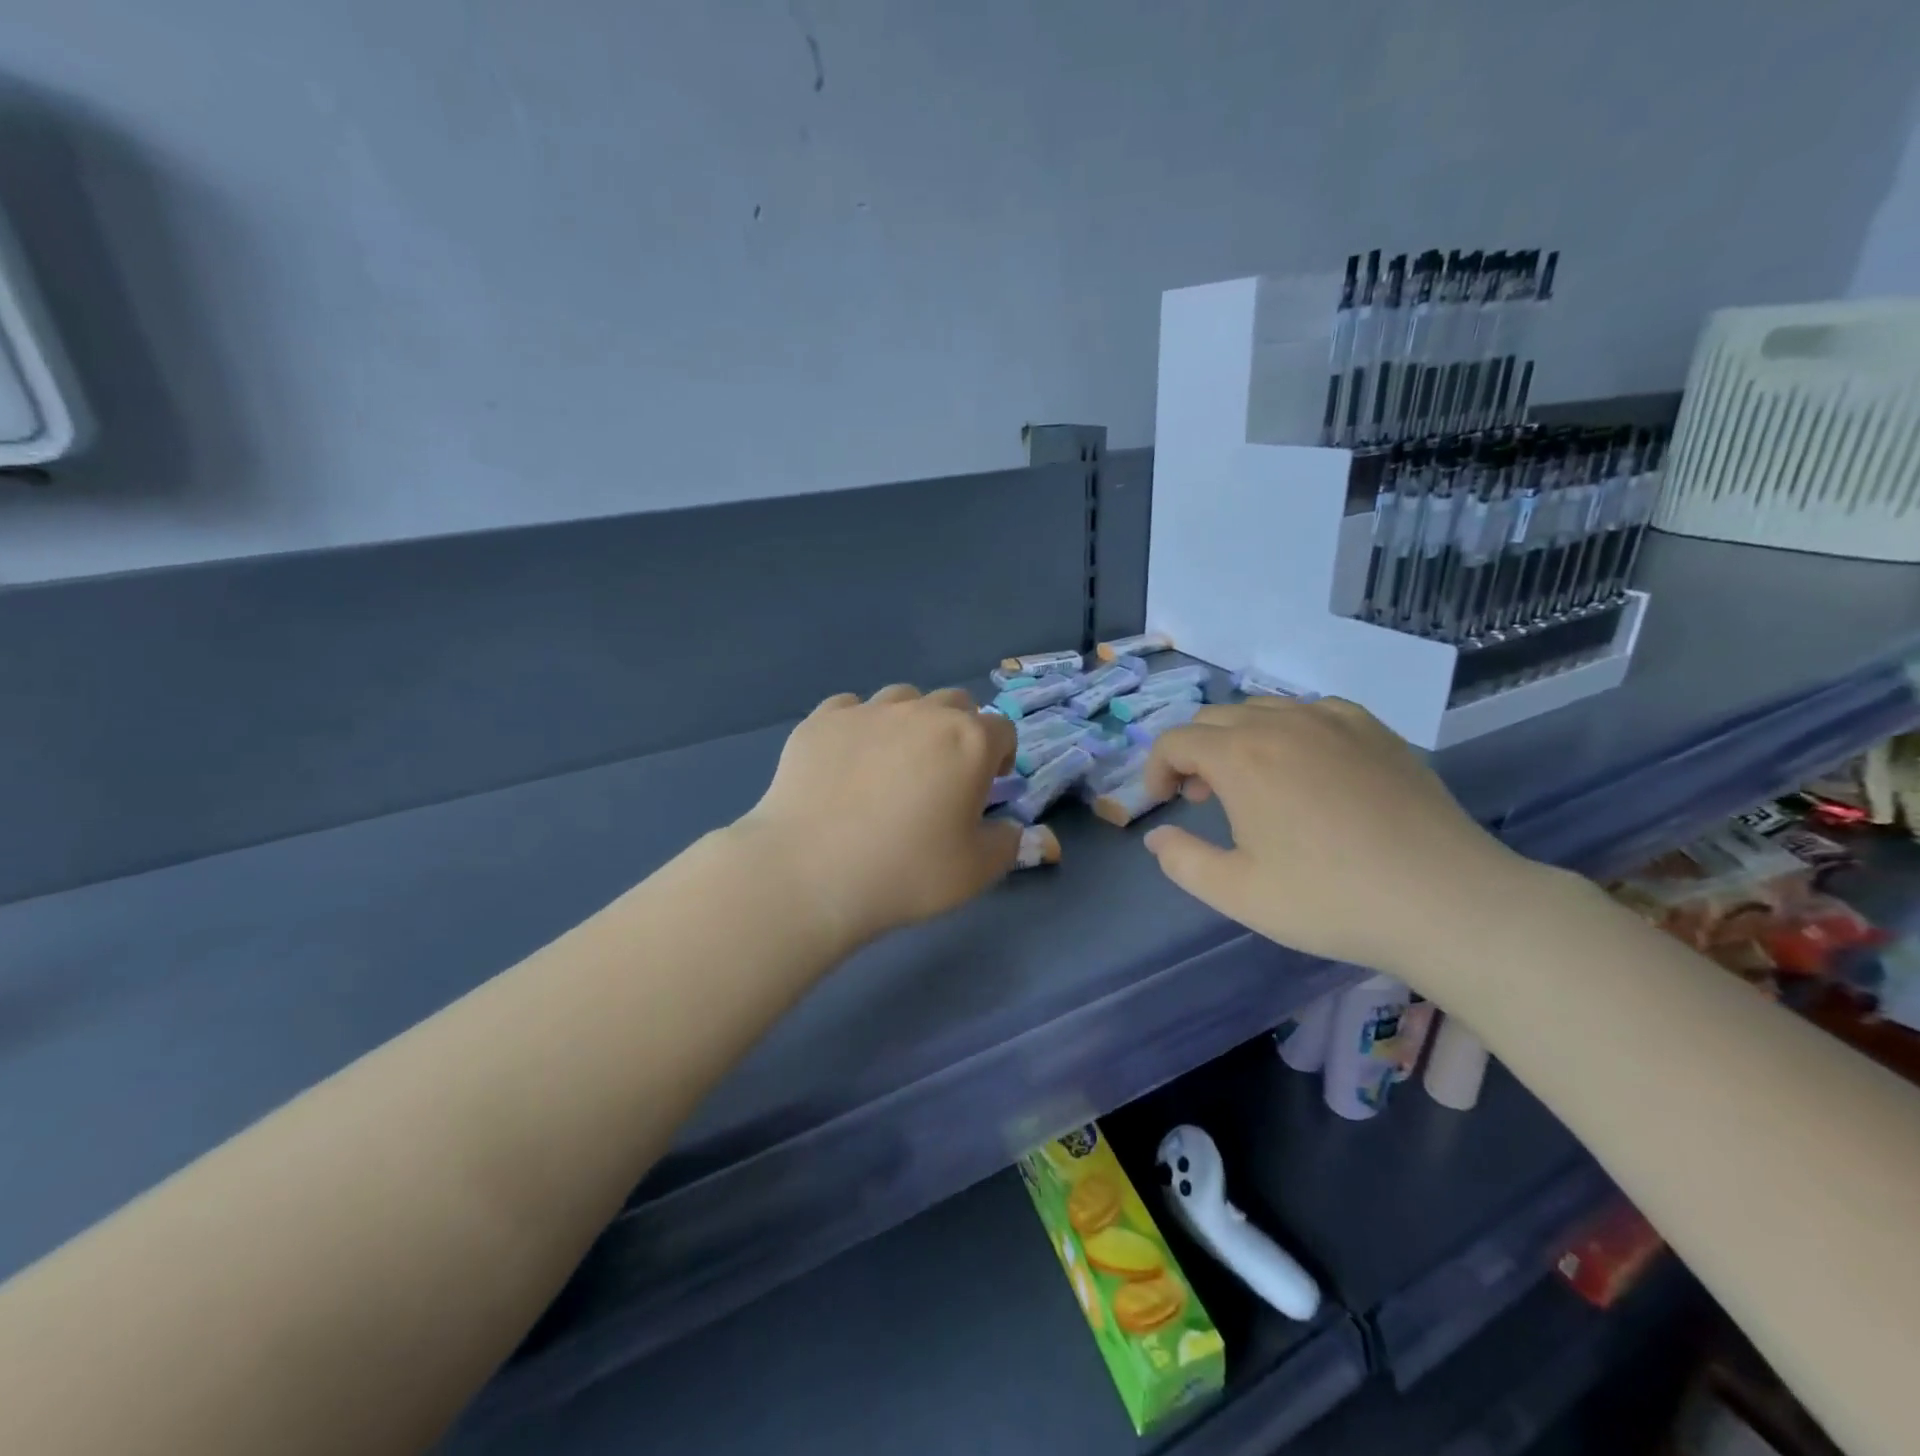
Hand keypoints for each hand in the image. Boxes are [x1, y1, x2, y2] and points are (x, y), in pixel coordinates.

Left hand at [733, 684, 1020, 950]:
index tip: (987, 786)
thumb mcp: (976, 871)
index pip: (1002, 730)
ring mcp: (868, 711)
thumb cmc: (906, 872)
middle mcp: (922, 713)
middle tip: (944, 774)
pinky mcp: (821, 720)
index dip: (1001, 756)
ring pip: (903, 699)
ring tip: (894, 763)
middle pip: (955, 704)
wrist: (810, 872)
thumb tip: (1017, 829)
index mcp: (969, 741)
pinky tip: (847, 762)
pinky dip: (859, 728)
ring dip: (910, 722)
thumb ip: (1009, 844)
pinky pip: (851, 709)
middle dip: (960, 731)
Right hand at [1141, 698, 1537, 978]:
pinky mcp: (1374, 729)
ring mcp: (1333, 720)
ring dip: (1238, 739)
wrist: (1446, 901)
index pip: (1176, 741)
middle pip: (1214, 719)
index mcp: (1242, 757)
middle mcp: (1282, 723)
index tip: (1164, 804)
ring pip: (1262, 709)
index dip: (1156, 769)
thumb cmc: (1330, 899)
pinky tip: (1306, 768)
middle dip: (1194, 753)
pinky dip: (1288, 730)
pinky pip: (1311, 711)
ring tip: (1252, 783)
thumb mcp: (1238, 893)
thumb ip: (1182, 860)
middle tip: (1202, 798)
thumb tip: (1158, 835)